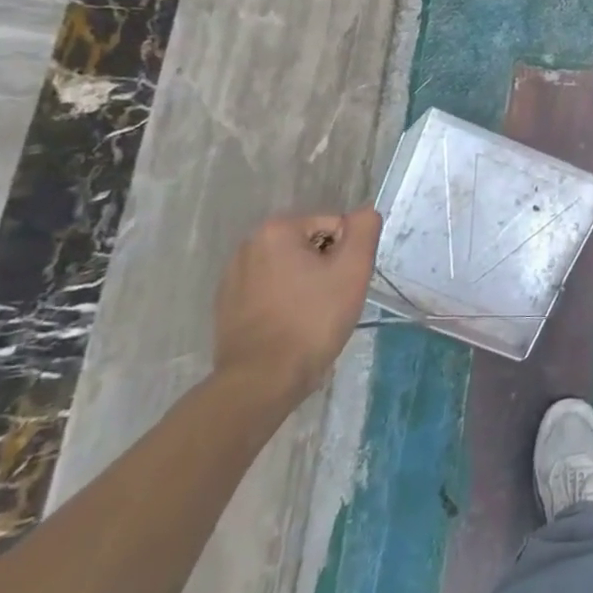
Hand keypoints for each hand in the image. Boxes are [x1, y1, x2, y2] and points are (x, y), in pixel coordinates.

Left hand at [213, 207, 380, 406]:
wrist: (262, 380)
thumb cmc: (312, 319)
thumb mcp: (352, 269)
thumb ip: (363, 230)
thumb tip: (364, 212)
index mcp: (276, 230)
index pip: (334, 227)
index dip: (347, 254)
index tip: (344, 284)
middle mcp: (248, 245)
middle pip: (310, 245)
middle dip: (326, 268)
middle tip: (333, 300)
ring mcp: (232, 277)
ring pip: (290, 269)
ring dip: (306, 284)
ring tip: (312, 316)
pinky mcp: (227, 306)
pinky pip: (270, 291)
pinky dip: (285, 302)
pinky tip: (290, 326)